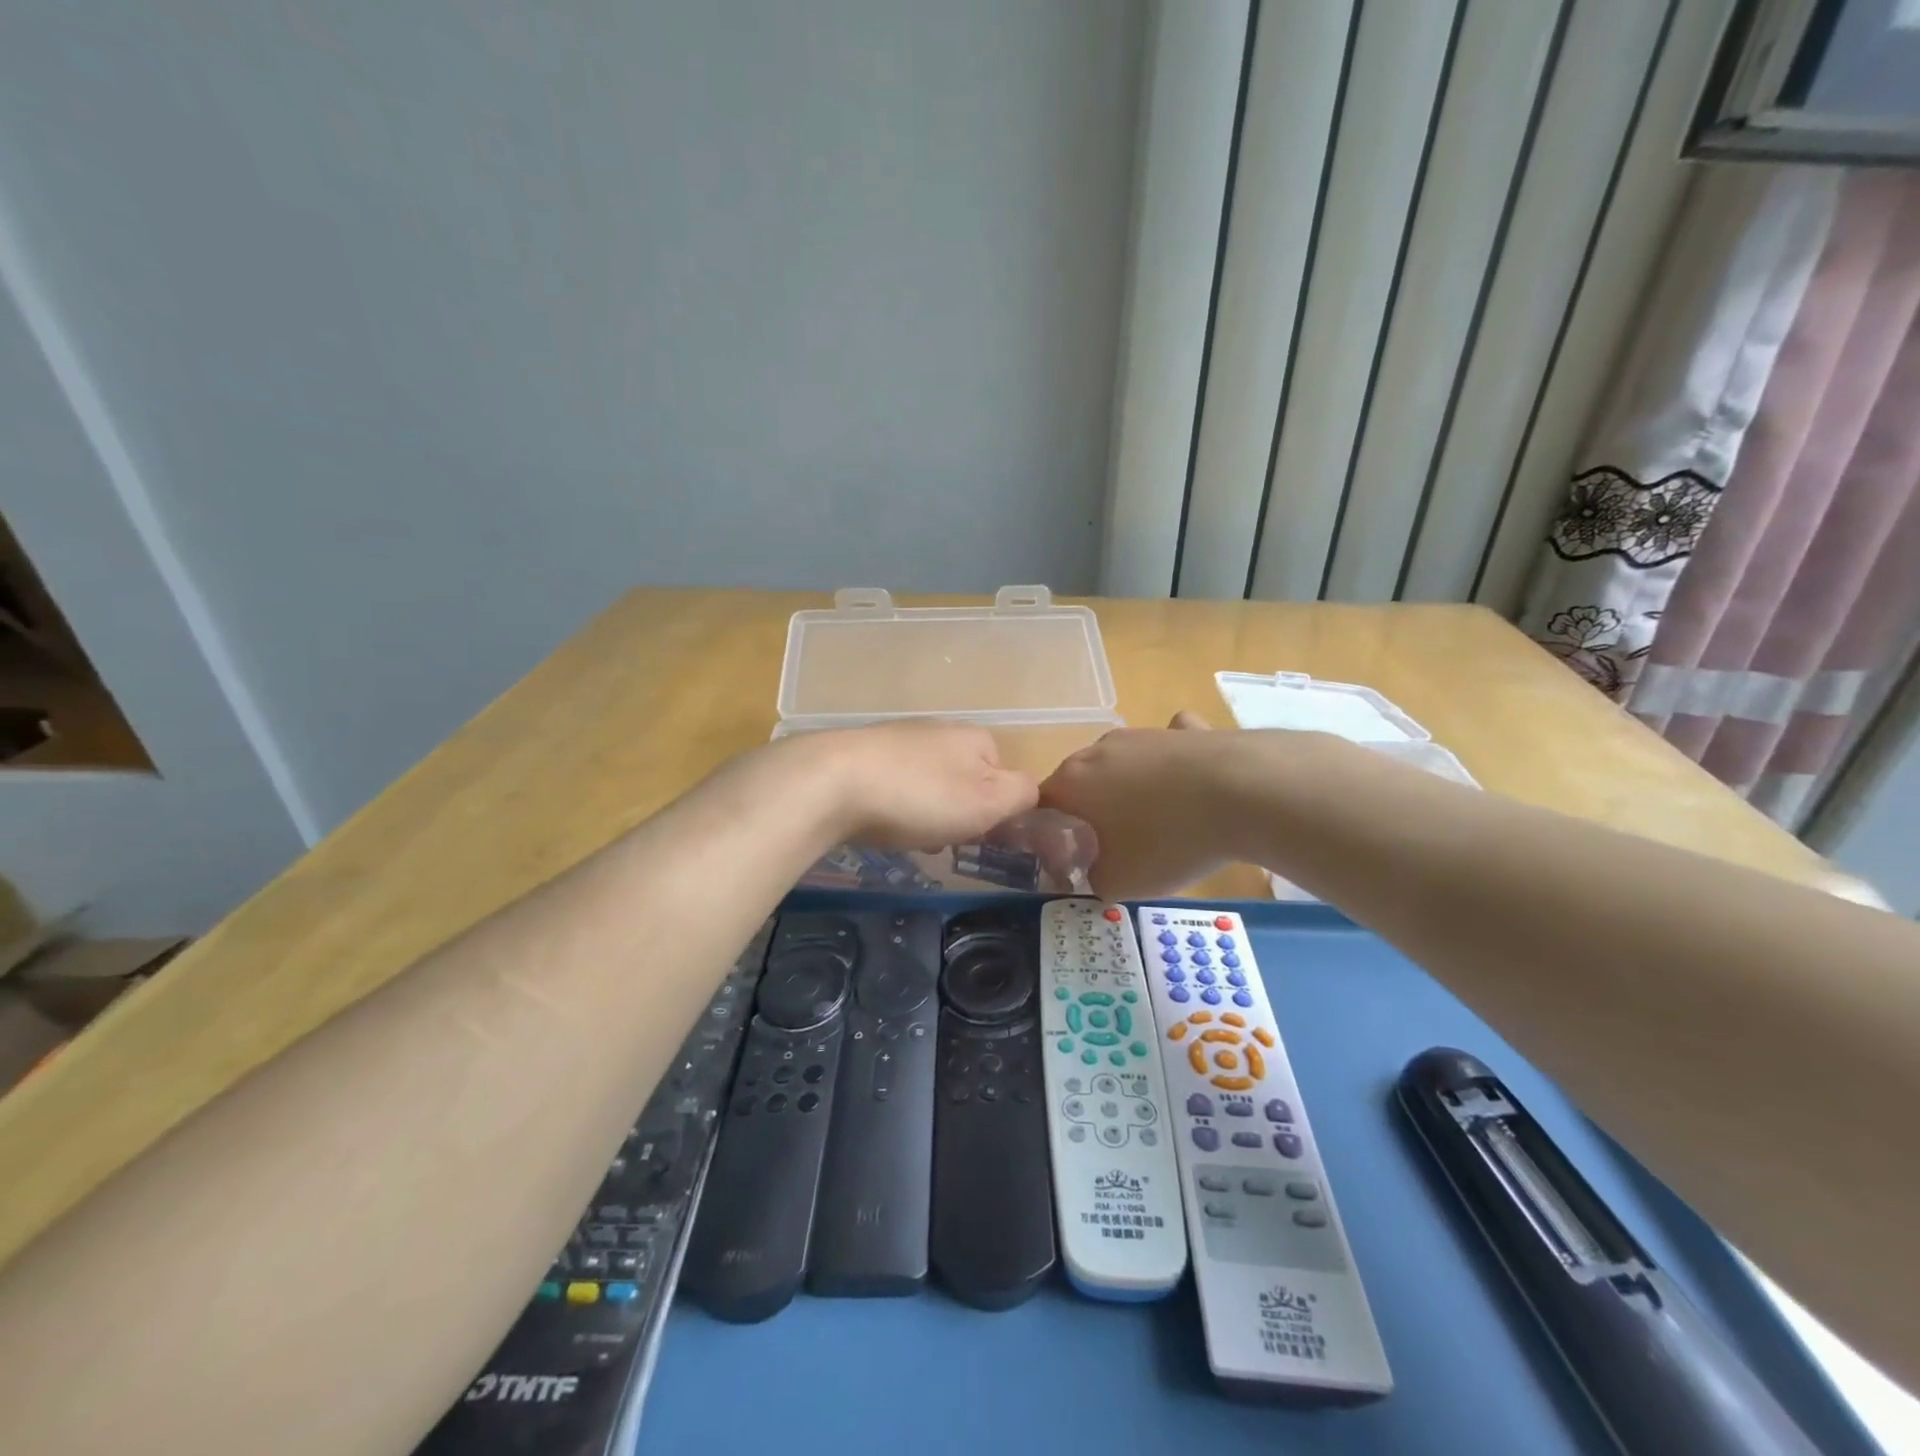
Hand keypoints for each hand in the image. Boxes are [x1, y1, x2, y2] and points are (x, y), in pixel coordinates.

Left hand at [799, 720, 1039, 850]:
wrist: (832, 783)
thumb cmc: (919, 796)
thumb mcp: (987, 801)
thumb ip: (1021, 794)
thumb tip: (1031, 791)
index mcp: (976, 738)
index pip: (1004, 776)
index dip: (994, 811)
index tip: (974, 833)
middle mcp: (940, 730)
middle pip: (964, 781)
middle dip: (956, 813)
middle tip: (938, 837)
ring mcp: (899, 739)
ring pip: (928, 785)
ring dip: (924, 813)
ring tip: (905, 834)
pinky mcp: (863, 754)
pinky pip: (893, 785)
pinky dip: (892, 806)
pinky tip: (877, 821)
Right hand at [1038, 712, 1242, 898]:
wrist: (1242, 791)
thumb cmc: (1167, 841)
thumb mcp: (1118, 882)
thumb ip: (1089, 878)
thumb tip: (1090, 871)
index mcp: (1070, 783)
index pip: (1040, 807)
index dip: (1051, 835)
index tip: (1071, 858)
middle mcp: (1096, 751)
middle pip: (1079, 783)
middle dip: (1089, 812)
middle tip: (1112, 847)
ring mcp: (1140, 734)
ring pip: (1121, 765)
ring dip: (1129, 790)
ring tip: (1158, 823)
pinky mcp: (1183, 730)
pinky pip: (1167, 748)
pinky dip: (1172, 764)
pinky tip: (1191, 783)